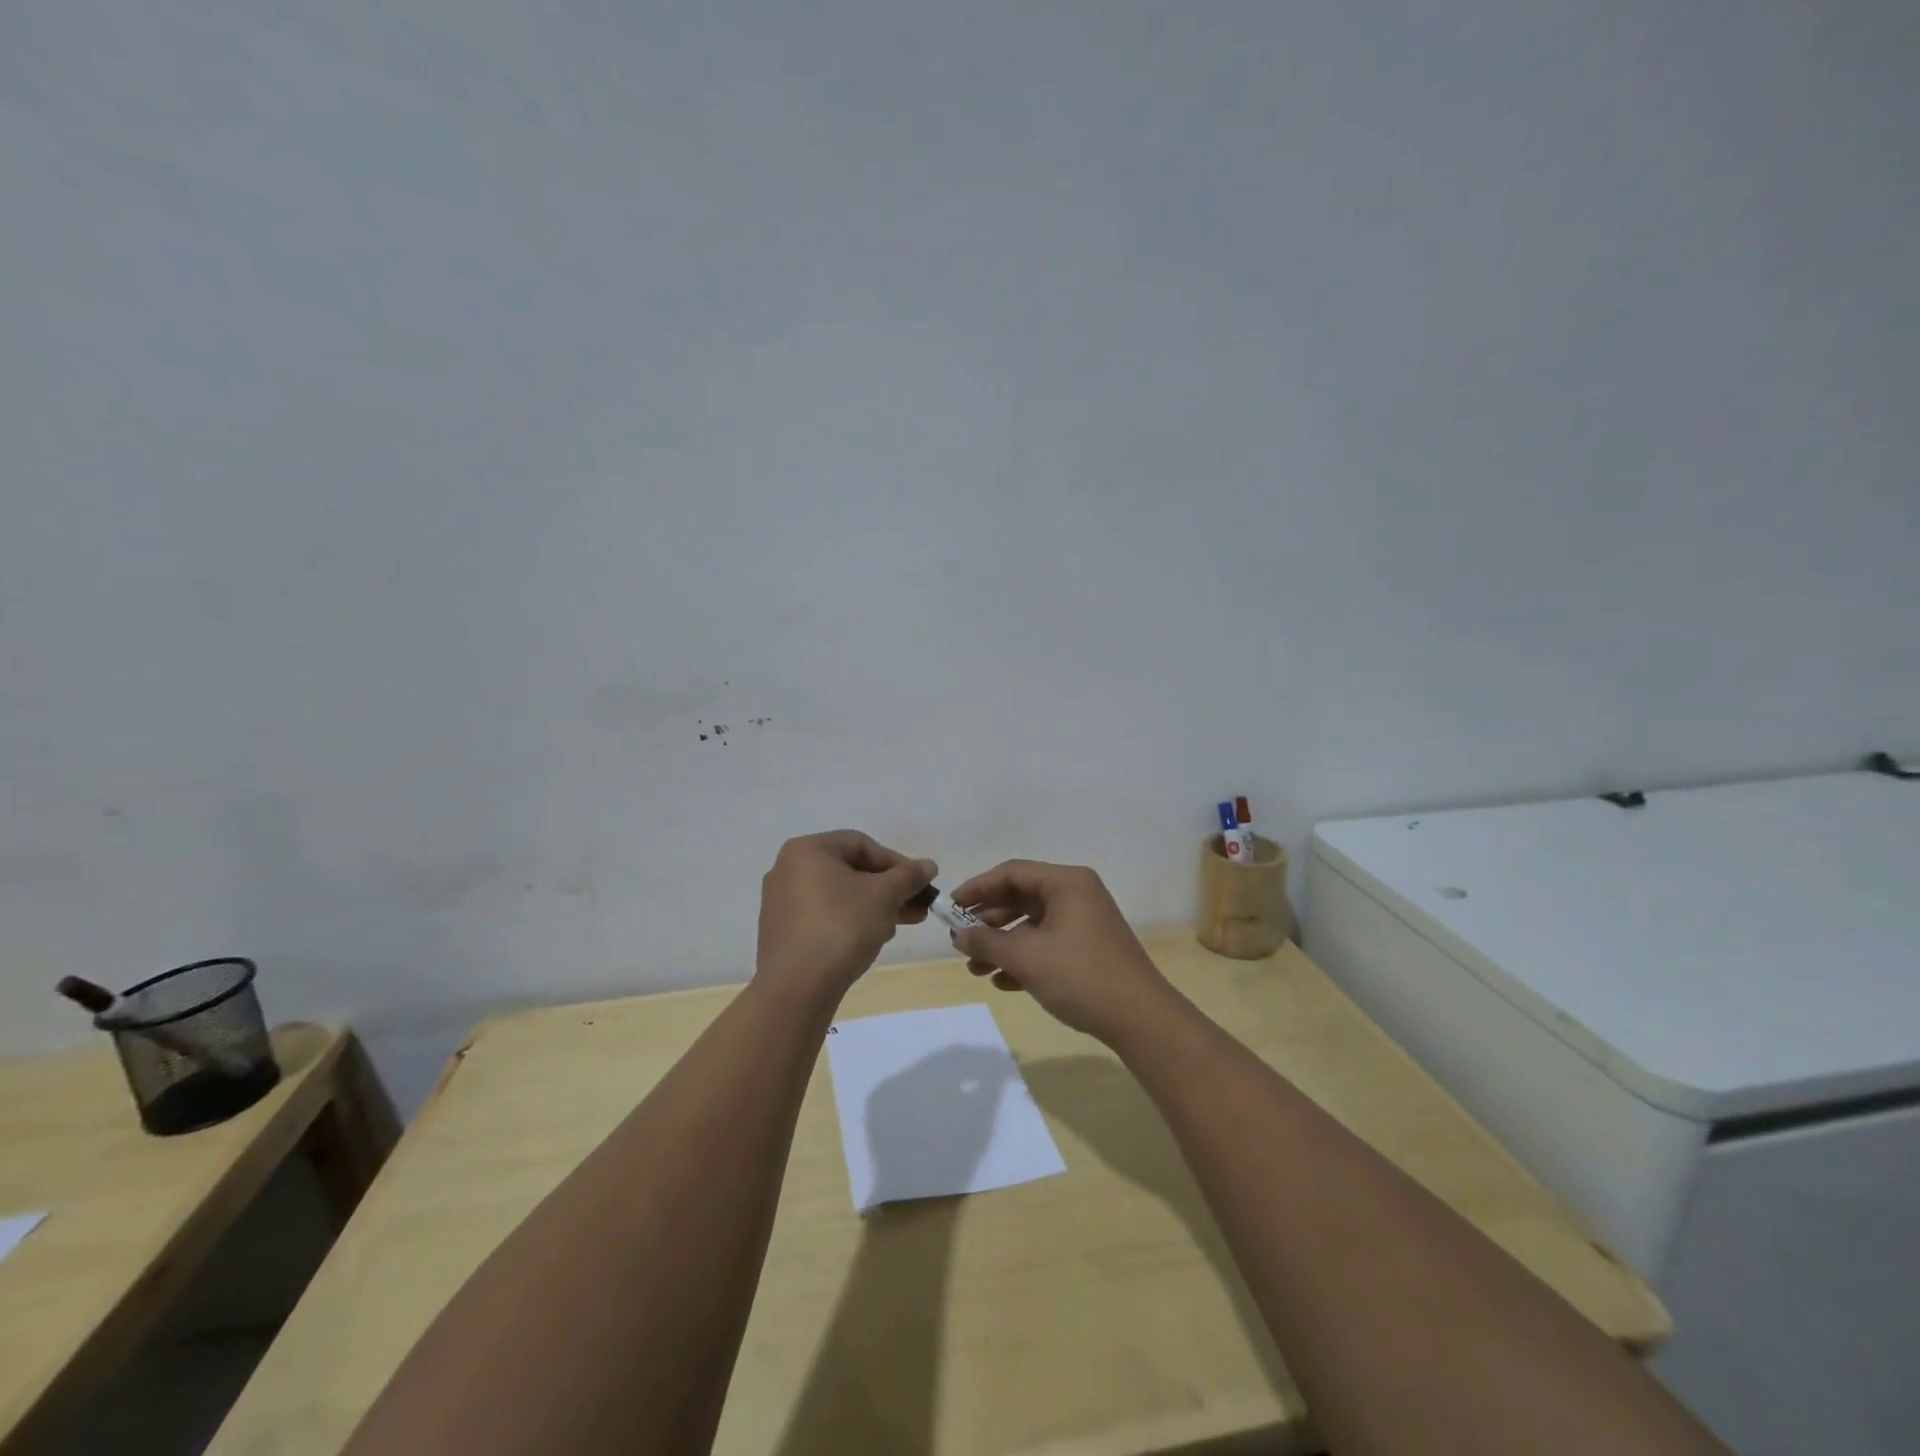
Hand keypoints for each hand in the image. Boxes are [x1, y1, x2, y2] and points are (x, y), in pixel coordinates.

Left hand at [755, 831, 936, 1009]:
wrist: (796, 988)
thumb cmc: (841, 927)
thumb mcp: (883, 896)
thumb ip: (908, 876)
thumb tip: (928, 865)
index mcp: (807, 850)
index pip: (861, 844)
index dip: (896, 861)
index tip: (919, 883)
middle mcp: (787, 870)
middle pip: (850, 871)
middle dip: (887, 889)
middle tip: (917, 907)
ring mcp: (781, 903)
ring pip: (838, 896)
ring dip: (873, 907)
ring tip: (899, 927)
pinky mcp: (782, 933)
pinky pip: (823, 917)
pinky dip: (850, 922)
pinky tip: (872, 940)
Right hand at [947, 860, 1174, 1043]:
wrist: (1140, 1018)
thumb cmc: (1080, 975)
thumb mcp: (1026, 957)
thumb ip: (988, 942)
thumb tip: (958, 935)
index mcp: (1066, 882)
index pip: (1012, 872)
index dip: (978, 888)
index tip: (951, 907)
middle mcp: (1077, 894)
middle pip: (1021, 897)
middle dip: (988, 921)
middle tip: (960, 940)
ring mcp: (1085, 922)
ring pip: (1033, 925)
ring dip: (1003, 944)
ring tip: (976, 969)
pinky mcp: (1089, 949)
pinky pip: (1048, 944)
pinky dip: (1024, 958)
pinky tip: (1003, 982)